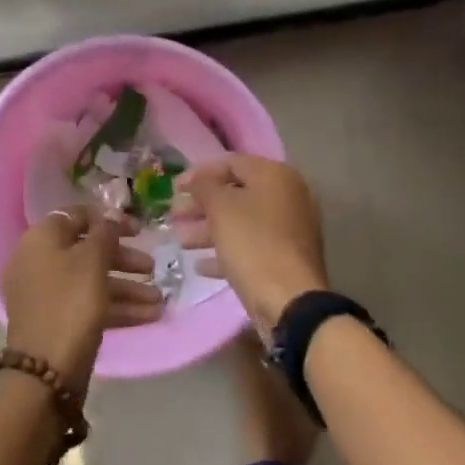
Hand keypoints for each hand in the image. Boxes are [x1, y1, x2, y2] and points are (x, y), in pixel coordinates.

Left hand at [1, 206, 162, 391]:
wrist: (46, 372)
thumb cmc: (70, 303)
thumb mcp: (92, 260)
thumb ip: (105, 232)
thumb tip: (110, 216)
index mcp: (41, 239)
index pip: (77, 216)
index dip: (109, 219)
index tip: (138, 229)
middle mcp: (40, 262)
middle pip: (88, 250)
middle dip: (124, 259)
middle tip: (152, 266)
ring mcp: (48, 294)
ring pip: (93, 280)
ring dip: (128, 287)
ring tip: (159, 299)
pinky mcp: (59, 321)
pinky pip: (90, 304)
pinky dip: (118, 307)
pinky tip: (151, 315)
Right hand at [173, 155, 327, 339]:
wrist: (290, 301)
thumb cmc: (253, 244)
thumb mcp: (221, 209)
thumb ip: (205, 186)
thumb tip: (199, 179)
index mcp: (276, 176)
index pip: (231, 163)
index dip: (199, 173)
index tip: (174, 188)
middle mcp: (288, 196)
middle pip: (236, 193)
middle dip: (201, 205)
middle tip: (174, 215)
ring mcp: (290, 229)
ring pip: (242, 222)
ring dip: (208, 229)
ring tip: (180, 241)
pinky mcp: (286, 258)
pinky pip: (251, 246)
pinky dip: (226, 251)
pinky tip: (200, 265)